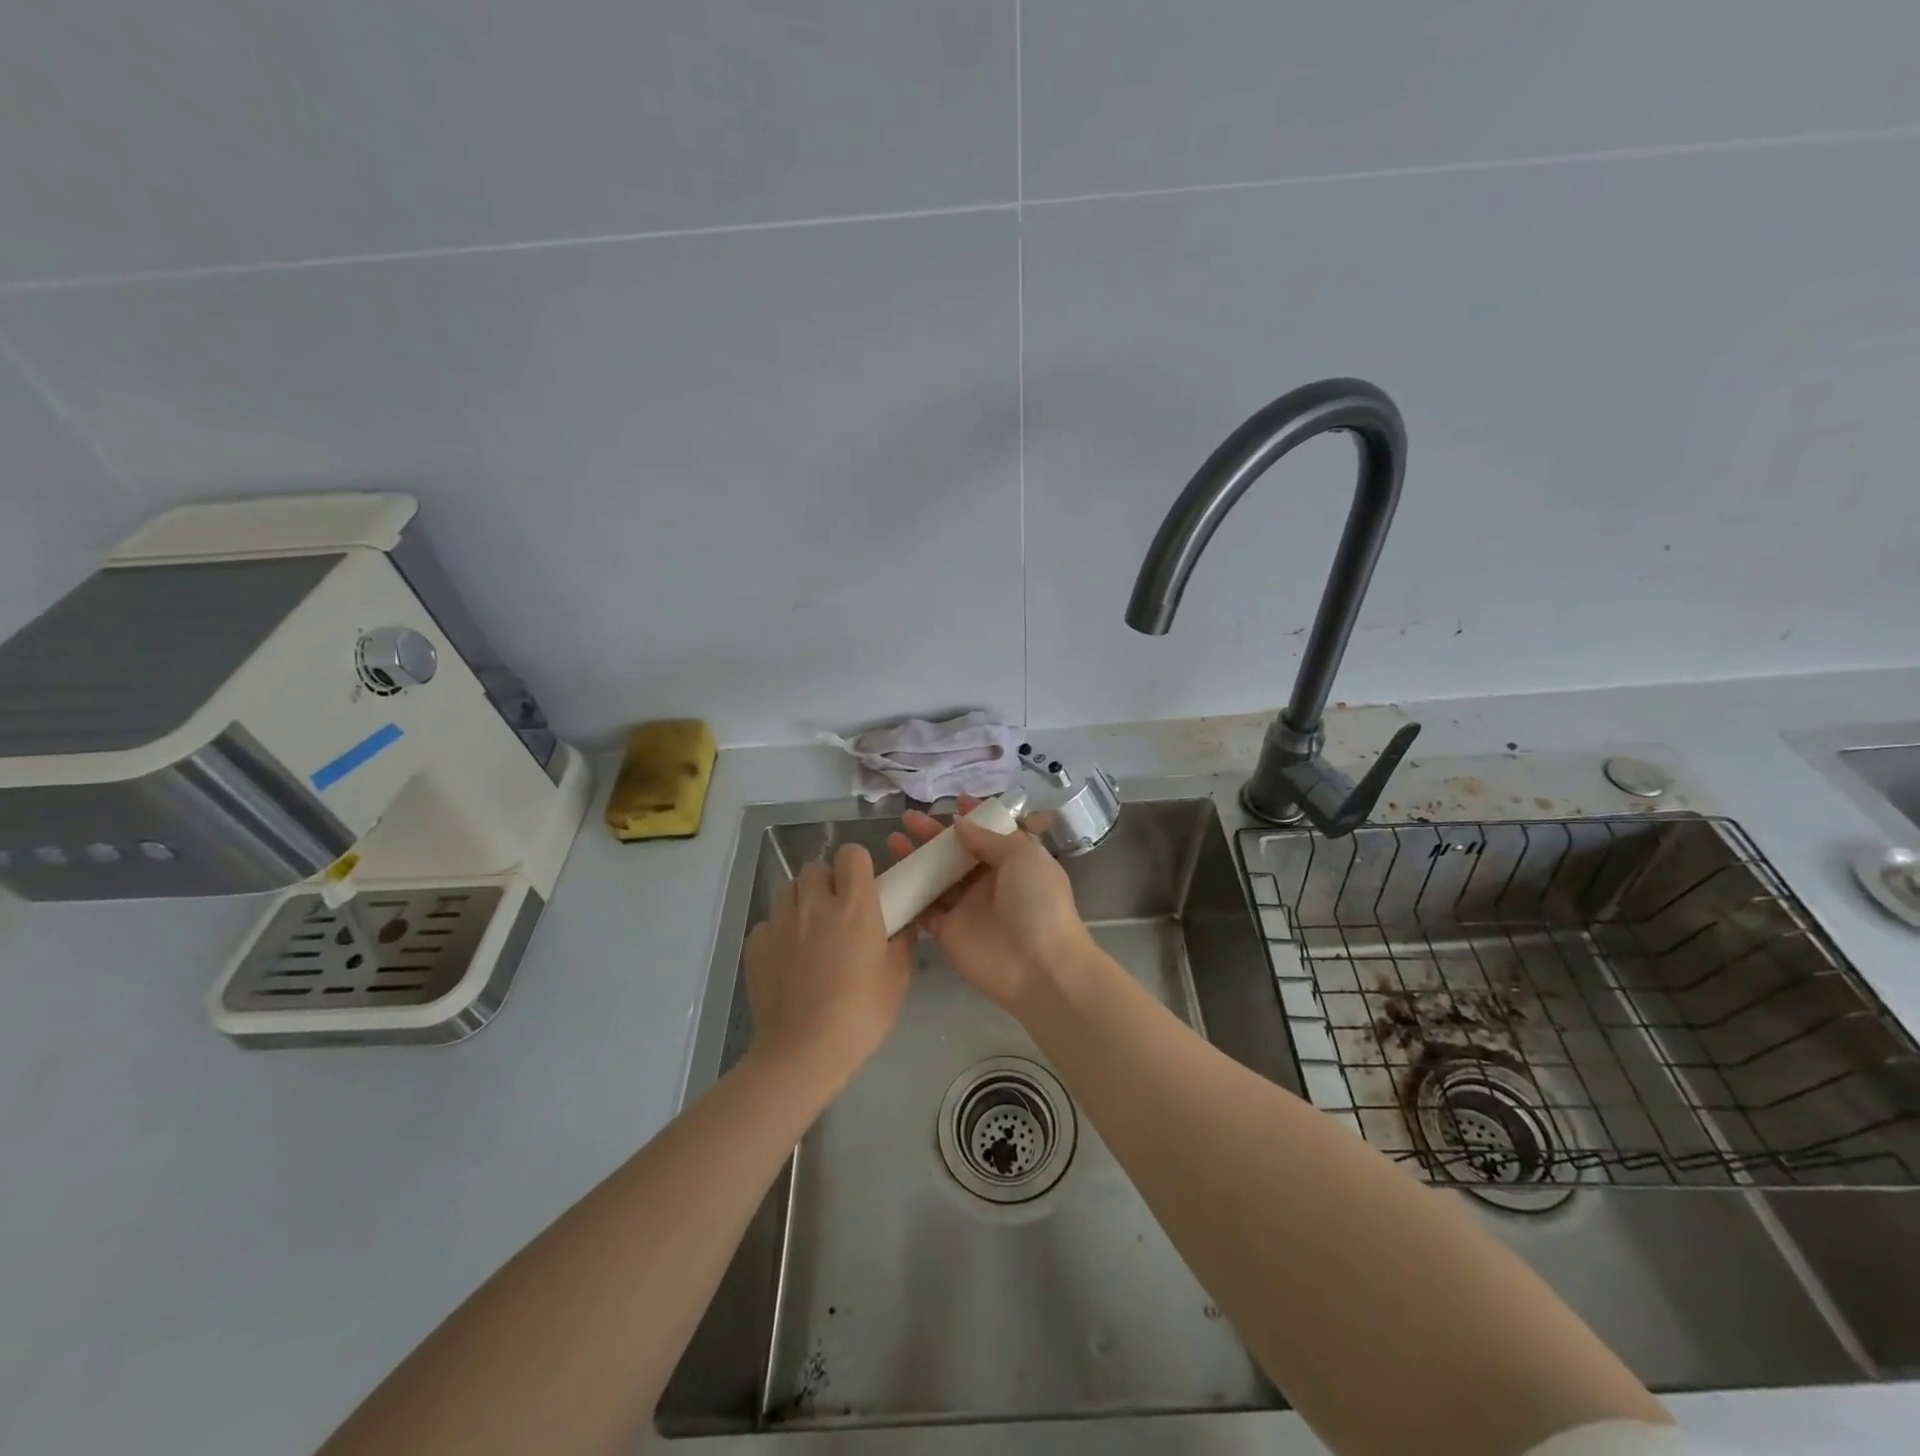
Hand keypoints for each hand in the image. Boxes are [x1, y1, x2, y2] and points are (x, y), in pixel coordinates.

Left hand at [743, 843, 913, 1084]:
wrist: (803, 1052)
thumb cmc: (861, 1013)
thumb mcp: (898, 977)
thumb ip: (902, 940)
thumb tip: (902, 923)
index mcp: (854, 904)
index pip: (851, 854)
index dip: (858, 866)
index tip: (864, 888)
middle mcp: (814, 903)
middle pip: (816, 868)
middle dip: (827, 883)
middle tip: (838, 912)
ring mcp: (780, 922)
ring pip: (788, 890)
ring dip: (801, 901)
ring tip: (810, 931)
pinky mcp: (755, 945)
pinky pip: (769, 923)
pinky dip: (779, 932)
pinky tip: (788, 959)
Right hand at [887, 799, 1096, 1015]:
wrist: (1039, 967)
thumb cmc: (1038, 903)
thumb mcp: (1024, 856)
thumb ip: (989, 838)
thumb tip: (960, 824)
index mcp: (1013, 862)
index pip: (990, 834)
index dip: (973, 818)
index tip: (954, 802)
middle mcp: (989, 883)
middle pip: (956, 853)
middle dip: (934, 835)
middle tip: (909, 819)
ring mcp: (966, 907)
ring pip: (936, 878)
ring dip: (916, 859)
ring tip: (893, 840)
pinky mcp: (947, 931)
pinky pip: (923, 908)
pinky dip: (908, 894)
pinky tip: (889, 875)